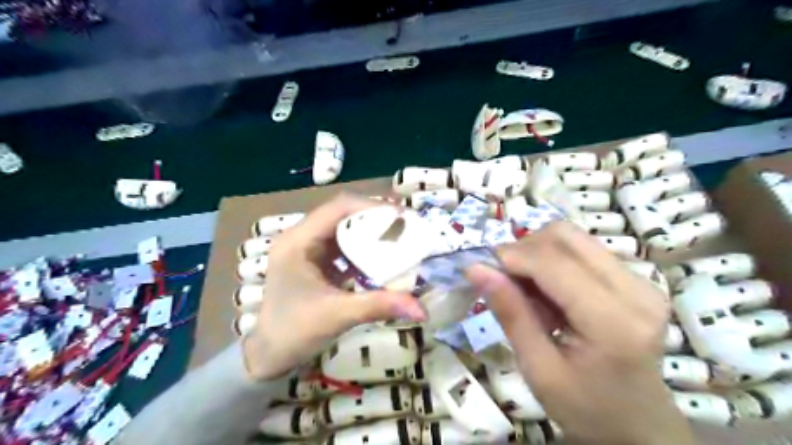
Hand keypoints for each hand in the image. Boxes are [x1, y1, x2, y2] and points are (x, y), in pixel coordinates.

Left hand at [241, 194, 426, 379]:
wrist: (269, 355)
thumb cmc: (294, 332)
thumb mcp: (338, 316)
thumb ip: (379, 306)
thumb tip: (422, 310)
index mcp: (297, 241)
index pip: (338, 208)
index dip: (372, 206)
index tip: (402, 216)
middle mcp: (300, 237)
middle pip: (342, 213)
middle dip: (375, 217)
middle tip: (406, 225)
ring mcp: (307, 248)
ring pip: (344, 227)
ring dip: (370, 231)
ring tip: (399, 236)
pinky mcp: (314, 260)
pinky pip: (343, 244)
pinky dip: (364, 247)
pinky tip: (382, 256)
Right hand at [466, 222, 693, 443]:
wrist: (639, 427)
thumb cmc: (586, 409)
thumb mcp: (538, 370)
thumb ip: (511, 314)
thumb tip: (476, 269)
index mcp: (614, 322)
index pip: (554, 263)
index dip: (511, 257)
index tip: (481, 268)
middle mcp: (636, 290)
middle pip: (565, 236)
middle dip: (523, 249)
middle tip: (504, 280)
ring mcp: (640, 281)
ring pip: (572, 236)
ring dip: (537, 253)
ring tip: (526, 289)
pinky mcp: (636, 279)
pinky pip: (582, 249)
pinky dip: (552, 261)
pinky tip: (548, 291)